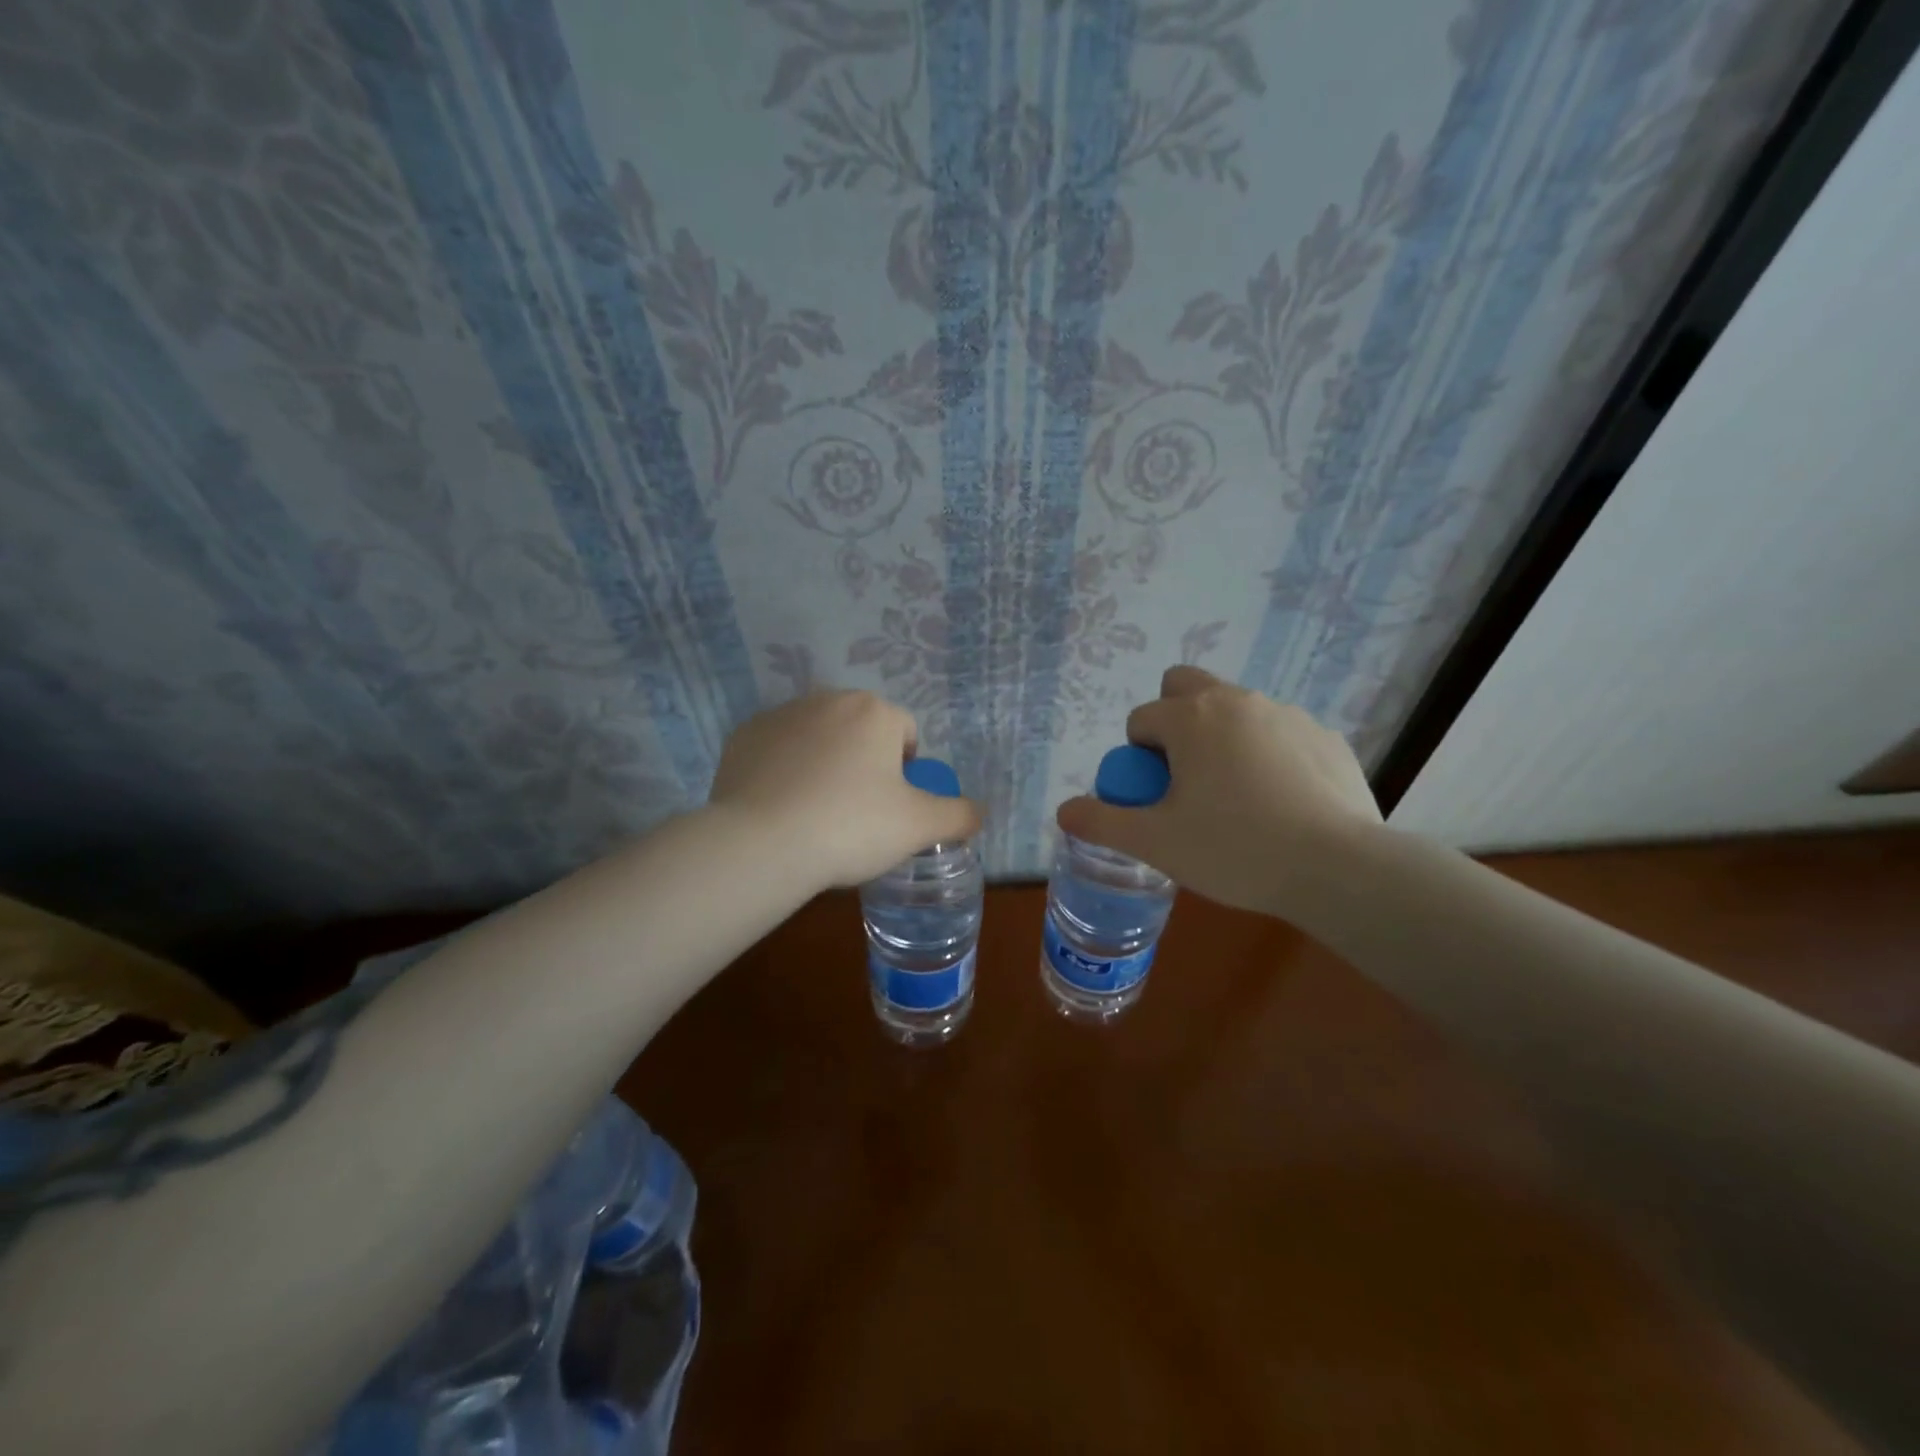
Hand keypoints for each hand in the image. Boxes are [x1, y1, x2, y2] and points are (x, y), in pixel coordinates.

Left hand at [709, 690, 981, 888]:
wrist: (762, 843)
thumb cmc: (851, 827)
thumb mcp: (919, 827)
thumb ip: (959, 815)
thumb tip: (979, 811)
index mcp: (873, 712)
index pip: (905, 732)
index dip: (906, 771)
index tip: (892, 807)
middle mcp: (827, 700)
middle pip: (860, 731)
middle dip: (864, 763)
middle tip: (856, 812)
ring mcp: (780, 715)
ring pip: (817, 737)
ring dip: (824, 763)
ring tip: (815, 813)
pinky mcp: (743, 737)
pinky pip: (778, 751)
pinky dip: (784, 771)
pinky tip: (780, 808)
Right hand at [1055, 666, 1382, 916]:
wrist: (1338, 868)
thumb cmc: (1234, 848)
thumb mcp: (1155, 843)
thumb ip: (1102, 822)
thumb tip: (1064, 811)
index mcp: (1190, 718)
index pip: (1142, 721)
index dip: (1138, 760)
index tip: (1156, 799)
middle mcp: (1237, 700)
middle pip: (1186, 686)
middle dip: (1174, 721)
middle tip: (1187, 779)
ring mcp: (1287, 714)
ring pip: (1235, 710)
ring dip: (1221, 738)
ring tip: (1237, 799)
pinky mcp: (1326, 737)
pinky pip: (1279, 734)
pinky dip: (1268, 755)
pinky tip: (1281, 804)